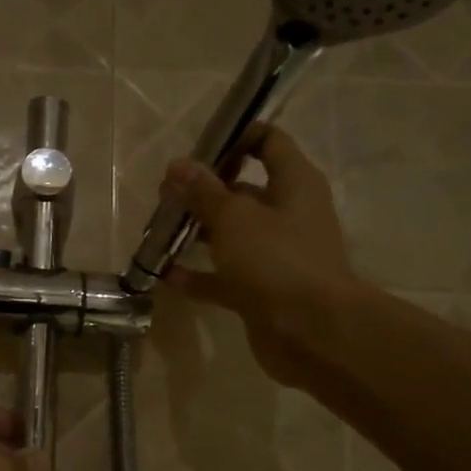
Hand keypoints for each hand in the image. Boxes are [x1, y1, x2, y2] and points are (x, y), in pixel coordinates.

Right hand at [163, 125, 360, 388]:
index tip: (198, 147)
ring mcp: (275, 256)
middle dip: (205, 190)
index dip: (236, 137)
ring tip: (159, 229)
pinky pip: (224, 277)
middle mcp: (288, 215)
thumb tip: (177, 165)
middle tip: (166, 193)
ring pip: (232, 235)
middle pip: (244, 191)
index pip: (269, 143)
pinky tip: (164, 274)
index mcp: (294, 184)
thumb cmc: (277, 260)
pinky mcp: (261, 291)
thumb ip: (204, 192)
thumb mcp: (234, 218)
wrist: (311, 332)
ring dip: (198, 232)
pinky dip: (198, 275)